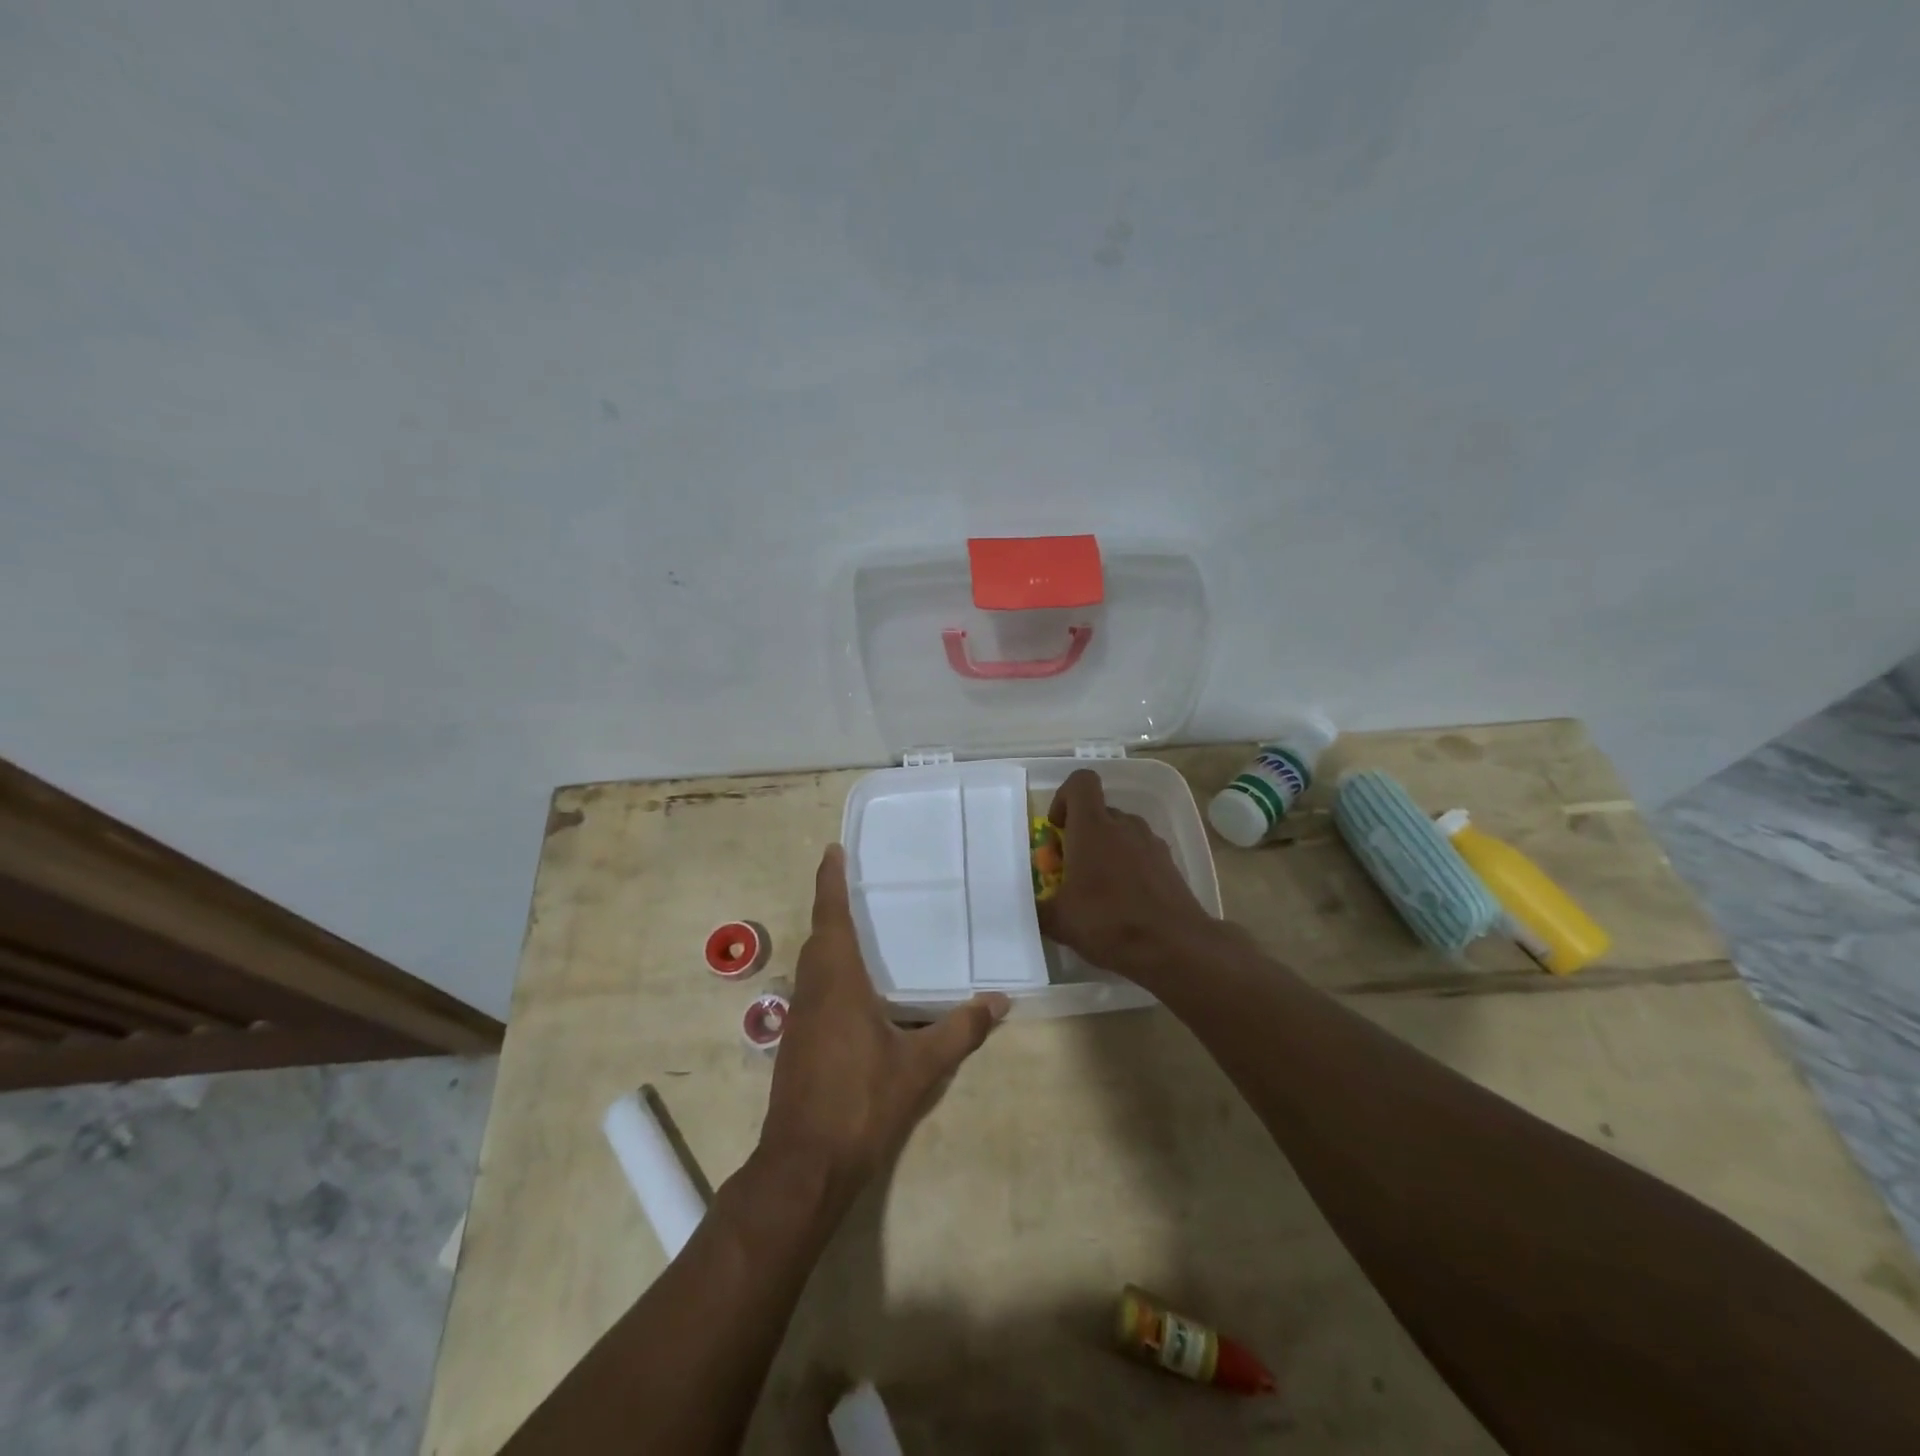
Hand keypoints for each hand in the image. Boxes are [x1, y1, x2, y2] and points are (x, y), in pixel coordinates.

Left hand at [761, 846, 1008, 1200]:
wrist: (805, 1164)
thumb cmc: (861, 1103)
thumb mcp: (920, 1067)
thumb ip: (960, 1030)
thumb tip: (1000, 1001)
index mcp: (838, 982)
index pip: (831, 917)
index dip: (830, 881)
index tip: (831, 850)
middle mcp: (813, 990)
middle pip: (819, 936)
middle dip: (832, 906)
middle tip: (853, 883)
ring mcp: (800, 1018)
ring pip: (812, 963)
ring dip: (829, 939)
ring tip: (857, 926)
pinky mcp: (796, 1042)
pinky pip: (813, 988)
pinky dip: (829, 970)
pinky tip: (854, 988)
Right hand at [1036, 769, 1215, 981]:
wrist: (1175, 947)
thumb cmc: (1109, 922)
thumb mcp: (1059, 921)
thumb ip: (1039, 908)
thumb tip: (1030, 906)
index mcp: (1093, 827)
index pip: (1081, 782)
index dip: (1064, 797)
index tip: (1057, 829)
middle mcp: (1124, 825)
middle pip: (1100, 812)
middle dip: (1082, 835)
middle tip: (1071, 871)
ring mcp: (1152, 843)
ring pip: (1122, 833)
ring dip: (1106, 851)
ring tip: (1098, 891)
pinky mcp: (1170, 865)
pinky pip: (1142, 855)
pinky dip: (1129, 869)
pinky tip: (1124, 904)